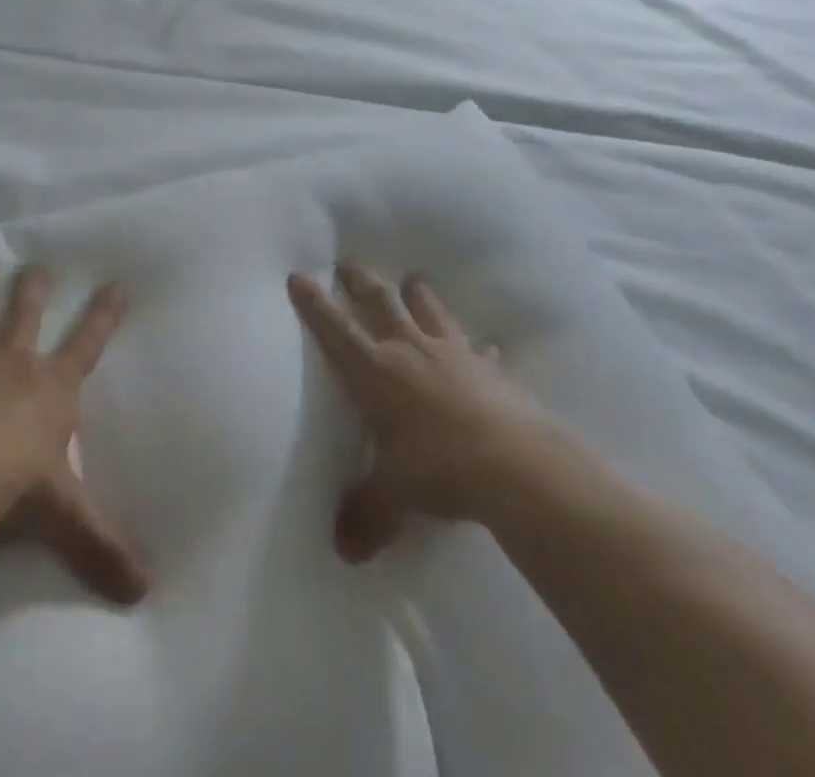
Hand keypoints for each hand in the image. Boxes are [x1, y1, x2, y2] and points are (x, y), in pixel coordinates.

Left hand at [0, 265, 149, 605]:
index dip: (103, 314)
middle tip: (37, 265)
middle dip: (34, 289)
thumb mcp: (66, 518)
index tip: (116, 282)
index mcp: (50, 387)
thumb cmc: (15, 487)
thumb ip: (102, 549)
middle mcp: (12, 364)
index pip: (88, 343)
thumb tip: (145, 593)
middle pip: (26, 315)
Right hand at [289, 263, 565, 562]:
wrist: (515, 467)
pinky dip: (479, 348)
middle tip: (349, 262)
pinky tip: (486, 346)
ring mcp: (453, 354)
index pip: (334, 329)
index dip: (314, 303)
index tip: (299, 275)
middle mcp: (409, 350)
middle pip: (379, 303)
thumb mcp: (393, 495)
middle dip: (360, 282)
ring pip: (429, 311)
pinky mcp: (490, 370)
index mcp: (375, 371)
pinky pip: (480, 351)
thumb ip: (366, 514)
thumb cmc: (437, 469)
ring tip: (412, 278)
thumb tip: (343, 550)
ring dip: (418, 294)